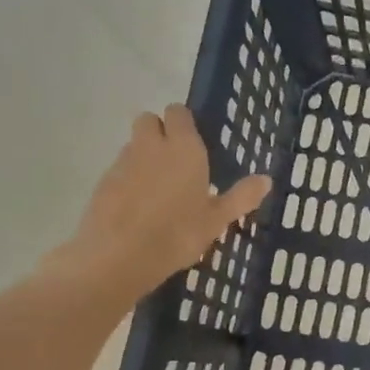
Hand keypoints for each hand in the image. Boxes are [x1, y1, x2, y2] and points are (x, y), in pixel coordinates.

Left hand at [45, 104, 269, 310]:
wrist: (118, 257)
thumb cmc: (177, 234)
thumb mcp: (217, 220)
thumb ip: (241, 197)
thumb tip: (266, 179)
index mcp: (184, 149)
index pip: (178, 113)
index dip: (184, 122)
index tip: (193, 141)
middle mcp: (151, 146)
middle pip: (149, 120)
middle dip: (159, 131)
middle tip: (175, 160)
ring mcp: (122, 163)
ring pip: (133, 145)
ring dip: (143, 155)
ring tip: (157, 187)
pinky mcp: (102, 182)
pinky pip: (119, 170)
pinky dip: (128, 179)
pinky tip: (137, 206)